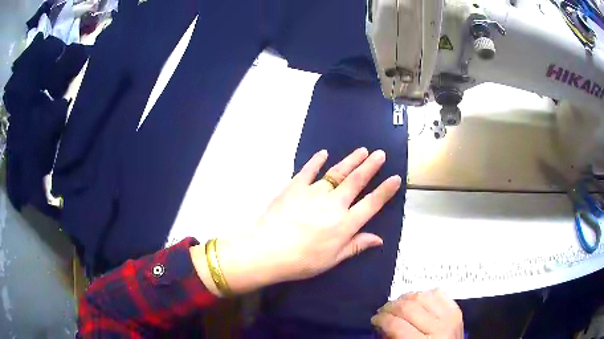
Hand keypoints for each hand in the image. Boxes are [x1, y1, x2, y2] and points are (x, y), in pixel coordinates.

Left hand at [192, 148, 401, 294]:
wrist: (267, 250)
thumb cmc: (302, 261)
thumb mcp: (332, 259)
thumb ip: (356, 246)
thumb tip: (379, 239)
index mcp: (345, 224)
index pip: (372, 203)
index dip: (386, 191)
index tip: (396, 178)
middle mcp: (334, 204)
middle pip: (357, 181)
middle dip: (371, 166)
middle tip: (380, 154)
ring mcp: (314, 192)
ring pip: (337, 172)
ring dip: (351, 160)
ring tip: (362, 150)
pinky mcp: (295, 186)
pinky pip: (308, 170)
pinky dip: (316, 160)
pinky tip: (323, 153)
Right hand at [371, 290, 463, 338]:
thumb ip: (392, 338)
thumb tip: (381, 323)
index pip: (397, 325)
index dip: (381, 320)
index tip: (375, 320)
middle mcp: (439, 328)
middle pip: (409, 308)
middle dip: (390, 308)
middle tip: (382, 312)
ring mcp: (450, 316)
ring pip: (422, 296)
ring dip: (405, 298)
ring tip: (397, 305)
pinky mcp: (456, 309)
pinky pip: (438, 293)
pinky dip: (424, 294)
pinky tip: (417, 301)